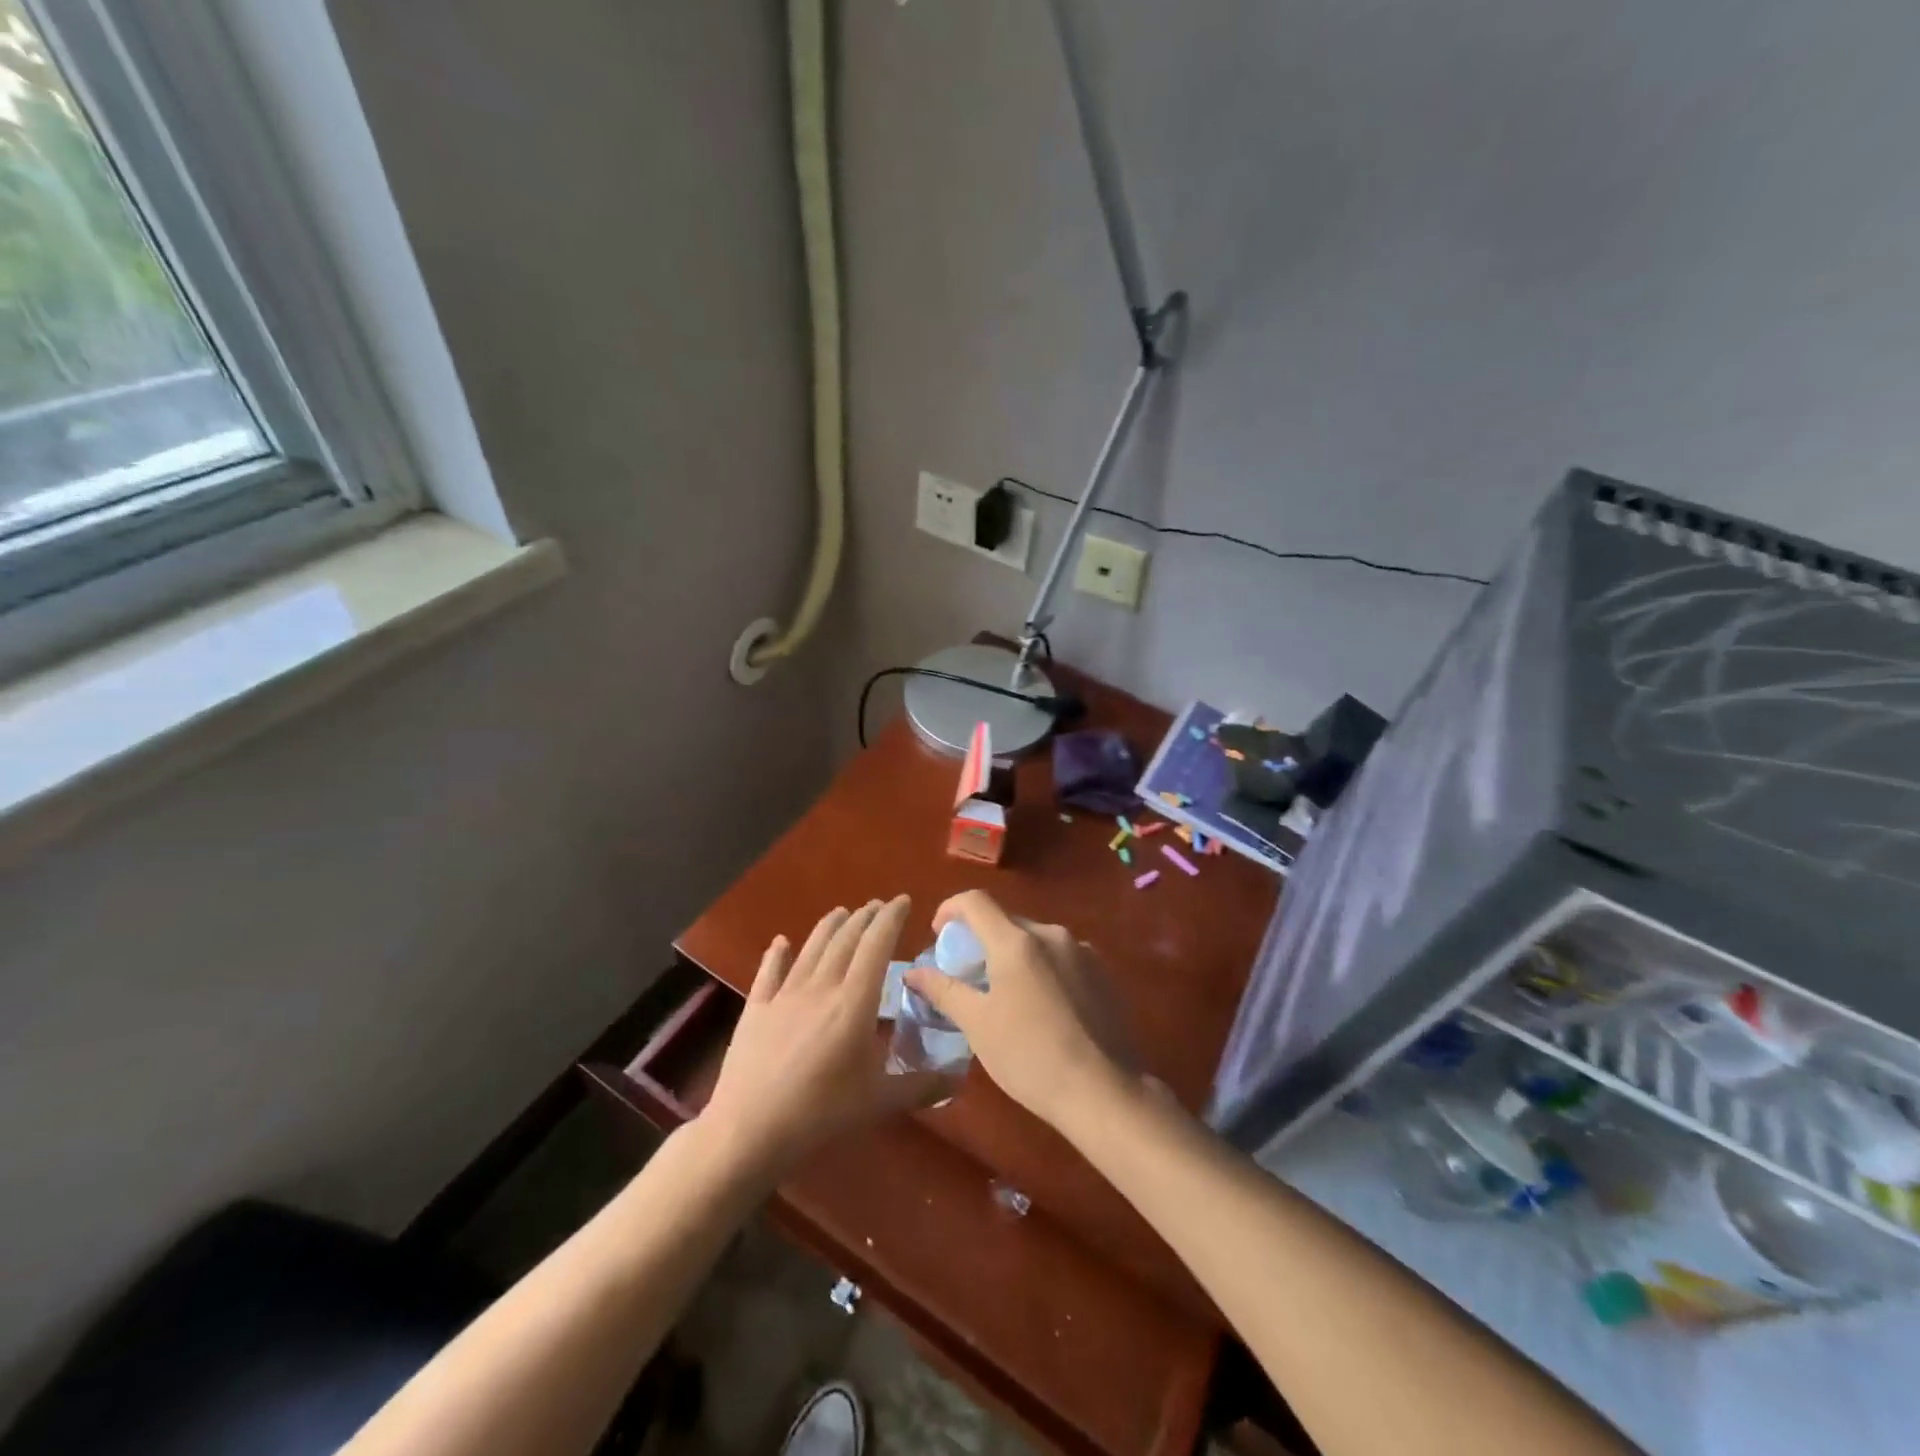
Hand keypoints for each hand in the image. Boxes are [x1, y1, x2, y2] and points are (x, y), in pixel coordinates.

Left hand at [702, 897, 948, 1178]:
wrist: (749, 1130)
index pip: (877, 946)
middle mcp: (821, 987)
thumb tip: (958, 1079)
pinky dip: (776, 954)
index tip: (903, 900)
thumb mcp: (878, 1102)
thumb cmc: (820, 1114)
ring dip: (829, 926)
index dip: (891, 919)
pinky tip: (780, 941)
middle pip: (845, 940)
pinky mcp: (756, 1010)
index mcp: (854, 1003)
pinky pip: (768, 973)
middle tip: (878, 905)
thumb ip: (920, 1086)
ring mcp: (784, 995)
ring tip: (842, 912)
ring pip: (811, 948)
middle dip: (865, 918)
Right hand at [904, 890, 1138, 1129]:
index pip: (975, 901)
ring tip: (1006, 994)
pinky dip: (1043, 969)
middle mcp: (1052, 934)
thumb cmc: (1029, 1057)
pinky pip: (1062, 958)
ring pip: (1036, 940)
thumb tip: (913, 973)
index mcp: (1017, 941)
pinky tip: (1043, 1008)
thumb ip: (943, 990)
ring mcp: (1083, 952)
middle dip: (982, 939)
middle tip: (968, 974)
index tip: (938, 935)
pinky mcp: (1104, 973)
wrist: (1103, 1092)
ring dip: (1014, 955)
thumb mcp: (977, 1025)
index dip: (950, 909)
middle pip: (1006, 921)